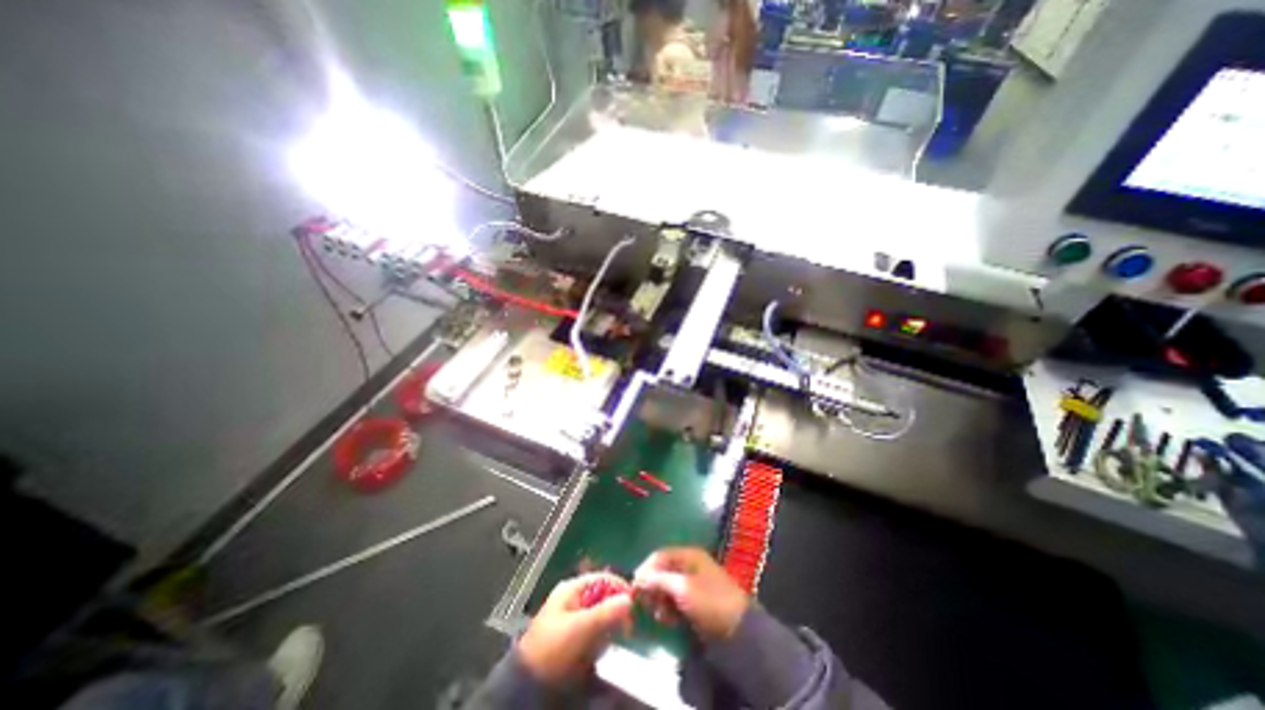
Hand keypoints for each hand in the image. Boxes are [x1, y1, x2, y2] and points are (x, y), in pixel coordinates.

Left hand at [516, 572, 632, 687]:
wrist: (528, 686)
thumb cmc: (554, 648)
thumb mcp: (582, 628)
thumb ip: (606, 612)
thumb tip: (629, 599)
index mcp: (571, 588)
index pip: (602, 578)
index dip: (619, 587)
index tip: (634, 602)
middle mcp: (572, 598)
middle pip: (602, 596)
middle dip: (615, 609)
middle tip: (627, 625)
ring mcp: (572, 617)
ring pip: (600, 614)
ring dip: (609, 624)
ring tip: (615, 637)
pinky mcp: (572, 637)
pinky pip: (594, 630)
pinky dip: (601, 636)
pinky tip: (602, 648)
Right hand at [638, 547, 741, 639]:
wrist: (739, 631)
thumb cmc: (709, 602)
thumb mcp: (682, 588)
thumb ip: (659, 580)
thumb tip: (638, 577)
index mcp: (689, 555)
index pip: (660, 555)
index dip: (646, 569)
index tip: (634, 587)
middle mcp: (690, 565)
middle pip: (663, 570)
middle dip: (653, 587)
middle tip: (646, 604)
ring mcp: (694, 582)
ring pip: (667, 587)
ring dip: (660, 600)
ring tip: (660, 615)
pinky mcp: (696, 600)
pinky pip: (675, 599)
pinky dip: (669, 608)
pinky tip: (668, 620)